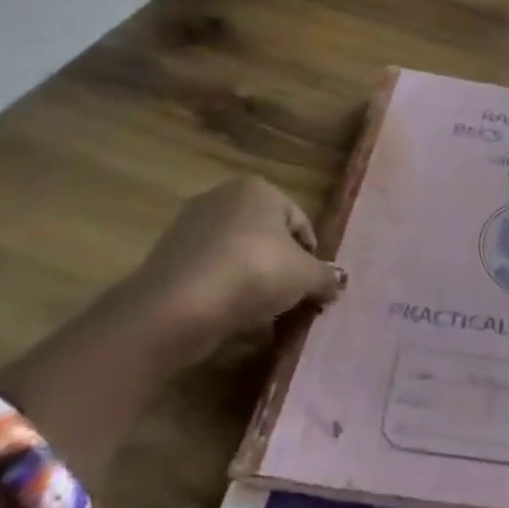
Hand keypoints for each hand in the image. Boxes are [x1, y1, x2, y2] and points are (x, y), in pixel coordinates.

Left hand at [126, 177, 344, 352]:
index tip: (314, 287)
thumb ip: (326, 277)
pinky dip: (226, 292)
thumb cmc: (255, 273)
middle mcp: (223, 197)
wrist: (179, 306)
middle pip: (268, 238)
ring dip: (254, 283)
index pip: (300, 222)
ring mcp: (191, 226)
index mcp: (258, 189)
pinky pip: (212, 274)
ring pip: (239, 257)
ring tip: (264, 315)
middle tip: (292, 301)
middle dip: (282, 269)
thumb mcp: (306, 277)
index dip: (312, 257)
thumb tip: (338, 282)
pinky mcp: (170, 258)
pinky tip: (234, 318)